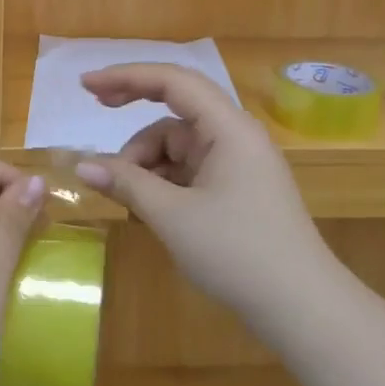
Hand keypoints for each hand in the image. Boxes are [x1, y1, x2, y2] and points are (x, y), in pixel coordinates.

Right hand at [75, 64, 338, 330]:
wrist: (302, 309)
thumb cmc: (237, 253)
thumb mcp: (172, 216)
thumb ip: (126, 183)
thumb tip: (82, 165)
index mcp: (228, 128)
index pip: (173, 81)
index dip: (127, 76)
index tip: (86, 85)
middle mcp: (235, 136)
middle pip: (175, 110)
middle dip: (134, 111)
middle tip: (94, 107)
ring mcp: (238, 163)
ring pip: (178, 144)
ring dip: (147, 161)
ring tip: (127, 197)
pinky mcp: (237, 189)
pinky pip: (190, 169)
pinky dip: (164, 180)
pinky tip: (149, 207)